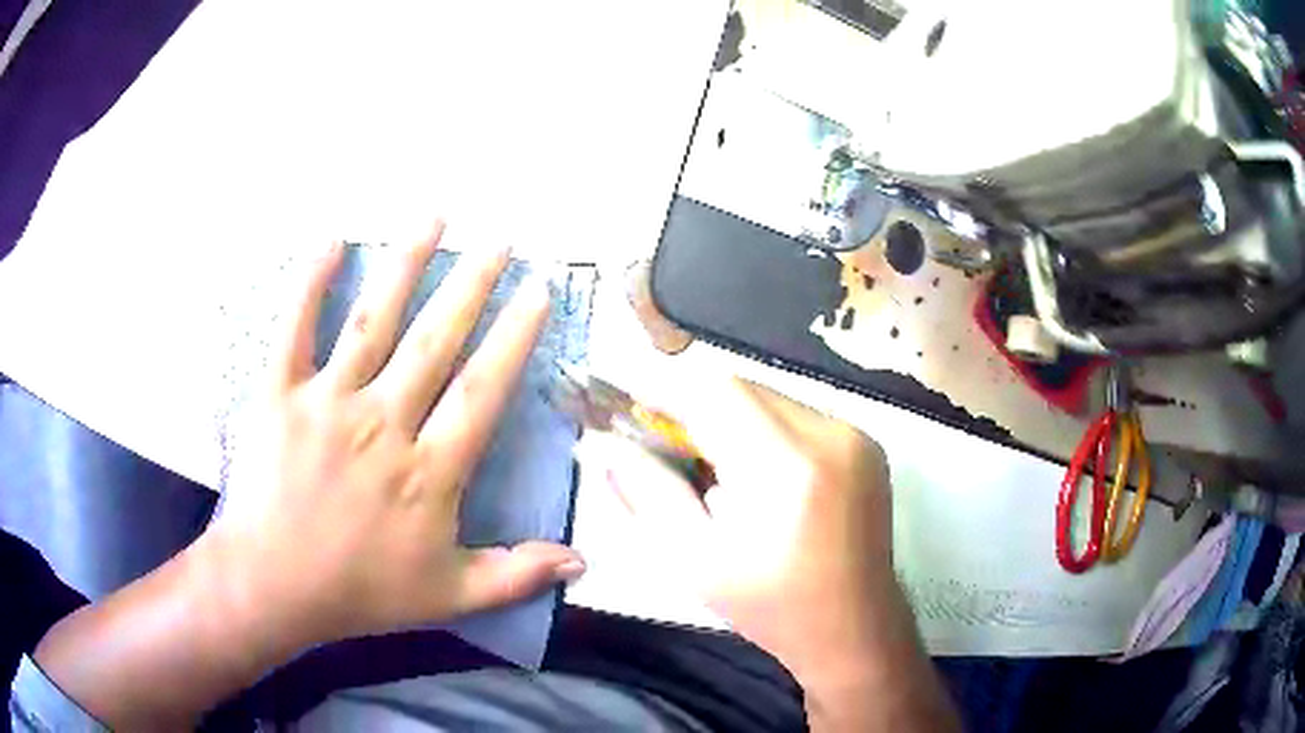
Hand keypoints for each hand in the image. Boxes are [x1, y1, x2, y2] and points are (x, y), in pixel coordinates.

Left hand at [32, 225, 587, 729]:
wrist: (272, 586)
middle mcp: (383, 423)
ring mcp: (327, 402)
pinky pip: (296, 329)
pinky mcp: (279, 394)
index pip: (482, 391)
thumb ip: (516, 575)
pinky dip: (311, 282)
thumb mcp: (448, 595)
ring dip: (406, 264)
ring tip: (436, 218)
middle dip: (472, 284)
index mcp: (427, 471)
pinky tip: (331, 240)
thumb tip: (584, 562)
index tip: (538, 293)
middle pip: (434, 340)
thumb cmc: (360, 592)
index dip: (514, 337)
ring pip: (373, 320)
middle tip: (500, 240)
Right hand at [595, 378, 891, 675]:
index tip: (633, 410)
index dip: (669, 392)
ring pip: (772, 397)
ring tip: (719, 471)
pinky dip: (767, 431)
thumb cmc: (771, 606)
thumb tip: (602, 445)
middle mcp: (831, 437)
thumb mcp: (694, 559)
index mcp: (788, 469)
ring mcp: (856, 437)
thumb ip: (646, 492)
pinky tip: (761, 477)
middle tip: (671, 449)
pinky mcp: (866, 444)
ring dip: (734, 420)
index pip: (718, 393)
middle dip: (698, 409)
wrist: (854, 629)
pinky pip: (800, 415)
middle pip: (744, 388)